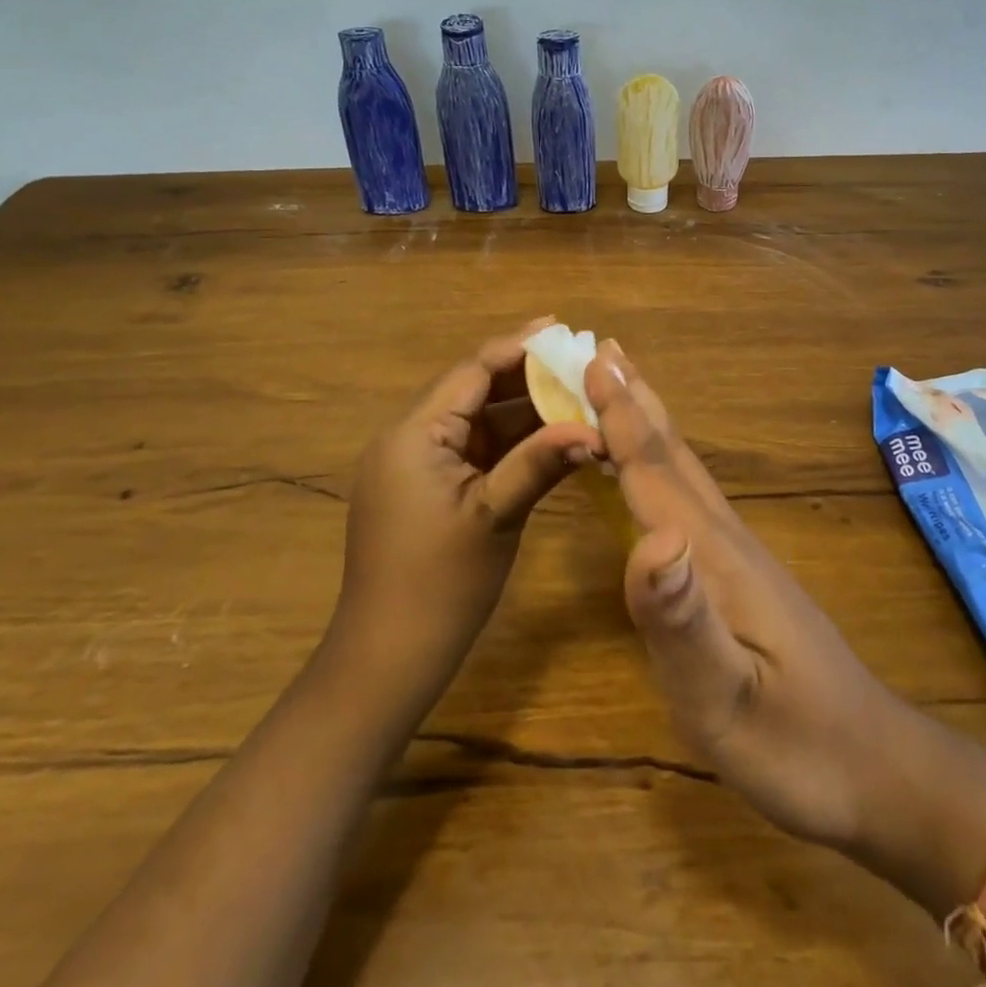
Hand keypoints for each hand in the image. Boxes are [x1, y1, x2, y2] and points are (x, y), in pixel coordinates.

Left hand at [329, 322, 603, 715]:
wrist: (387, 658)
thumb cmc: (439, 584)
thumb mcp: (496, 516)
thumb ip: (542, 462)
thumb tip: (597, 429)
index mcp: (414, 434)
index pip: (472, 372)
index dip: (518, 347)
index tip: (561, 328)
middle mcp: (409, 439)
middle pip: (474, 391)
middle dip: (526, 376)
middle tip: (577, 361)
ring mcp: (416, 466)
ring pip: (477, 422)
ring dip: (522, 411)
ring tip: (575, 394)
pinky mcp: (427, 491)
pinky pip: (474, 452)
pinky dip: (510, 443)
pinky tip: (551, 437)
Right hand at [584, 341, 911, 849]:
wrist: (876, 771)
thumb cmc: (797, 746)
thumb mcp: (727, 699)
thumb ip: (683, 620)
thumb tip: (651, 537)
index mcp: (713, 555)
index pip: (654, 472)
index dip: (619, 417)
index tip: (591, 360)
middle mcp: (724, 538)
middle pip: (671, 455)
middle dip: (633, 400)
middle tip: (603, 348)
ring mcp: (737, 555)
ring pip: (683, 471)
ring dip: (648, 423)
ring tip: (623, 387)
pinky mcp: (740, 575)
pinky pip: (688, 498)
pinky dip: (661, 465)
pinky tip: (654, 472)